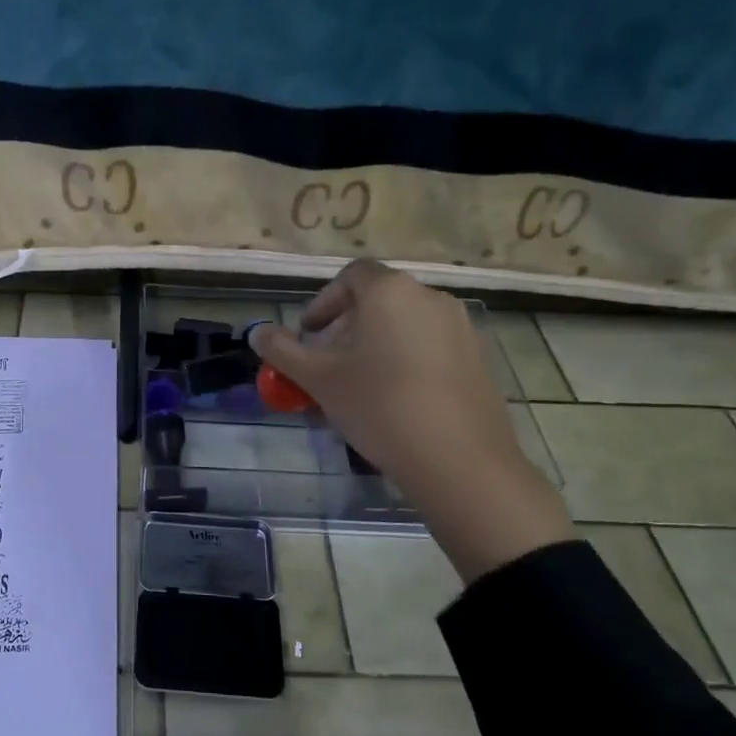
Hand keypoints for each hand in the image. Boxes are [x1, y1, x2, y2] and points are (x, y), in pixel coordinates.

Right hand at [247, 260, 573, 580]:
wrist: (458, 459)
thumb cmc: (378, 406)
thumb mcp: (319, 379)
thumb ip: (283, 351)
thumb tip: (257, 333)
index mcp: (390, 292)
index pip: (351, 275)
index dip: (324, 301)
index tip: (309, 335)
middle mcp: (429, 297)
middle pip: (379, 299)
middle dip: (347, 326)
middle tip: (328, 363)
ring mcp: (460, 327)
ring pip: (405, 323)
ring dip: (376, 343)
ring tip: (359, 384)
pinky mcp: (478, 358)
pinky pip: (431, 346)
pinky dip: (406, 359)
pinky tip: (396, 399)